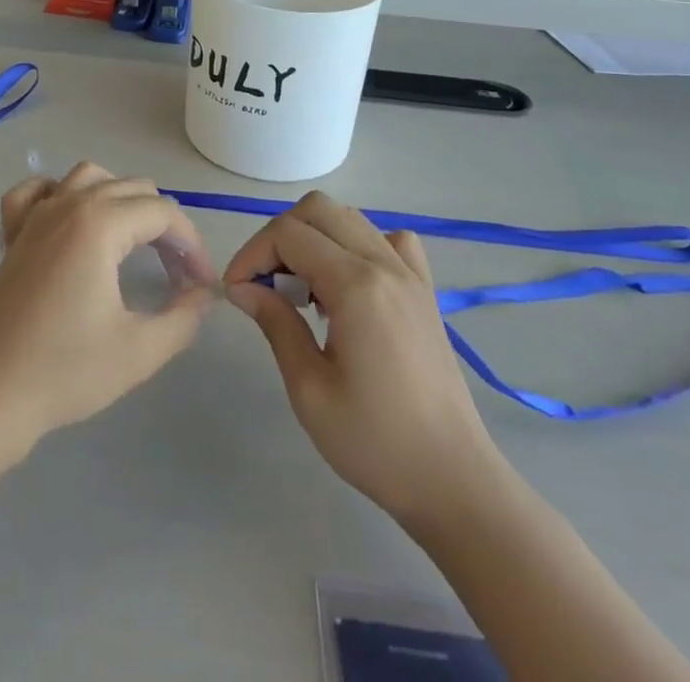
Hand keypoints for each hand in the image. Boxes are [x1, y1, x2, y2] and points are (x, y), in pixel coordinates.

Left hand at [0, 162, 216, 469]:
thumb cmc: (63, 372)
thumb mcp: (138, 351)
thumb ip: (183, 317)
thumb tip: (204, 294)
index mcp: (99, 223)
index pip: (163, 213)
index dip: (192, 244)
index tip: (202, 285)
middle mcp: (68, 204)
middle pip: (132, 189)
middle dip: (163, 224)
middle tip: (177, 273)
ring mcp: (35, 215)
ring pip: (89, 177)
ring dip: (120, 199)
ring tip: (135, 241)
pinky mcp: (13, 235)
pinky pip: (38, 191)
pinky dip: (61, 194)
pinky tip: (71, 222)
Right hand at [223, 192, 501, 529]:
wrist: (453, 481)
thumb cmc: (375, 442)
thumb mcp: (309, 389)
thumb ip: (275, 324)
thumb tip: (241, 288)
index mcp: (355, 285)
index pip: (288, 234)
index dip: (251, 254)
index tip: (236, 292)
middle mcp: (384, 263)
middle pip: (318, 210)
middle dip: (279, 237)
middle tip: (265, 285)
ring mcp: (410, 273)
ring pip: (349, 218)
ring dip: (314, 238)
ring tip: (302, 290)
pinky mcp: (425, 290)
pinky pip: (388, 240)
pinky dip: (358, 245)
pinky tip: (350, 285)